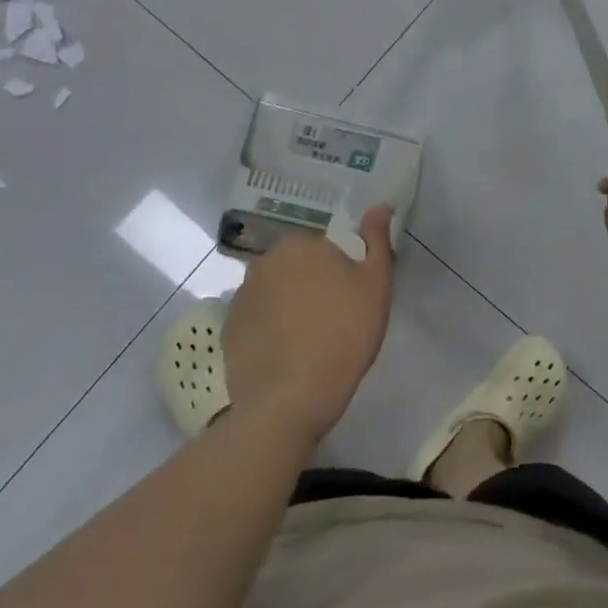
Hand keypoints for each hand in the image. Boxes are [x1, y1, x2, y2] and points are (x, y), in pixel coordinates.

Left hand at [222, 205, 394, 443]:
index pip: (326, 248)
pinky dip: (269, 330)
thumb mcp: (375, 284)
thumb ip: (377, 240)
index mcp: (301, 244)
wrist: (288, 402)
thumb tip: (380, 204)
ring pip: (275, 293)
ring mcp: (241, 296)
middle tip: (333, 321)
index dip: (342, 272)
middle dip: (313, 286)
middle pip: (298, 267)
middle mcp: (265, 261)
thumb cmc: (342, 336)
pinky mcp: (228, 330)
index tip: (352, 300)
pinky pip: (256, 320)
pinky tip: (285, 356)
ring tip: (308, 342)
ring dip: (289, 307)